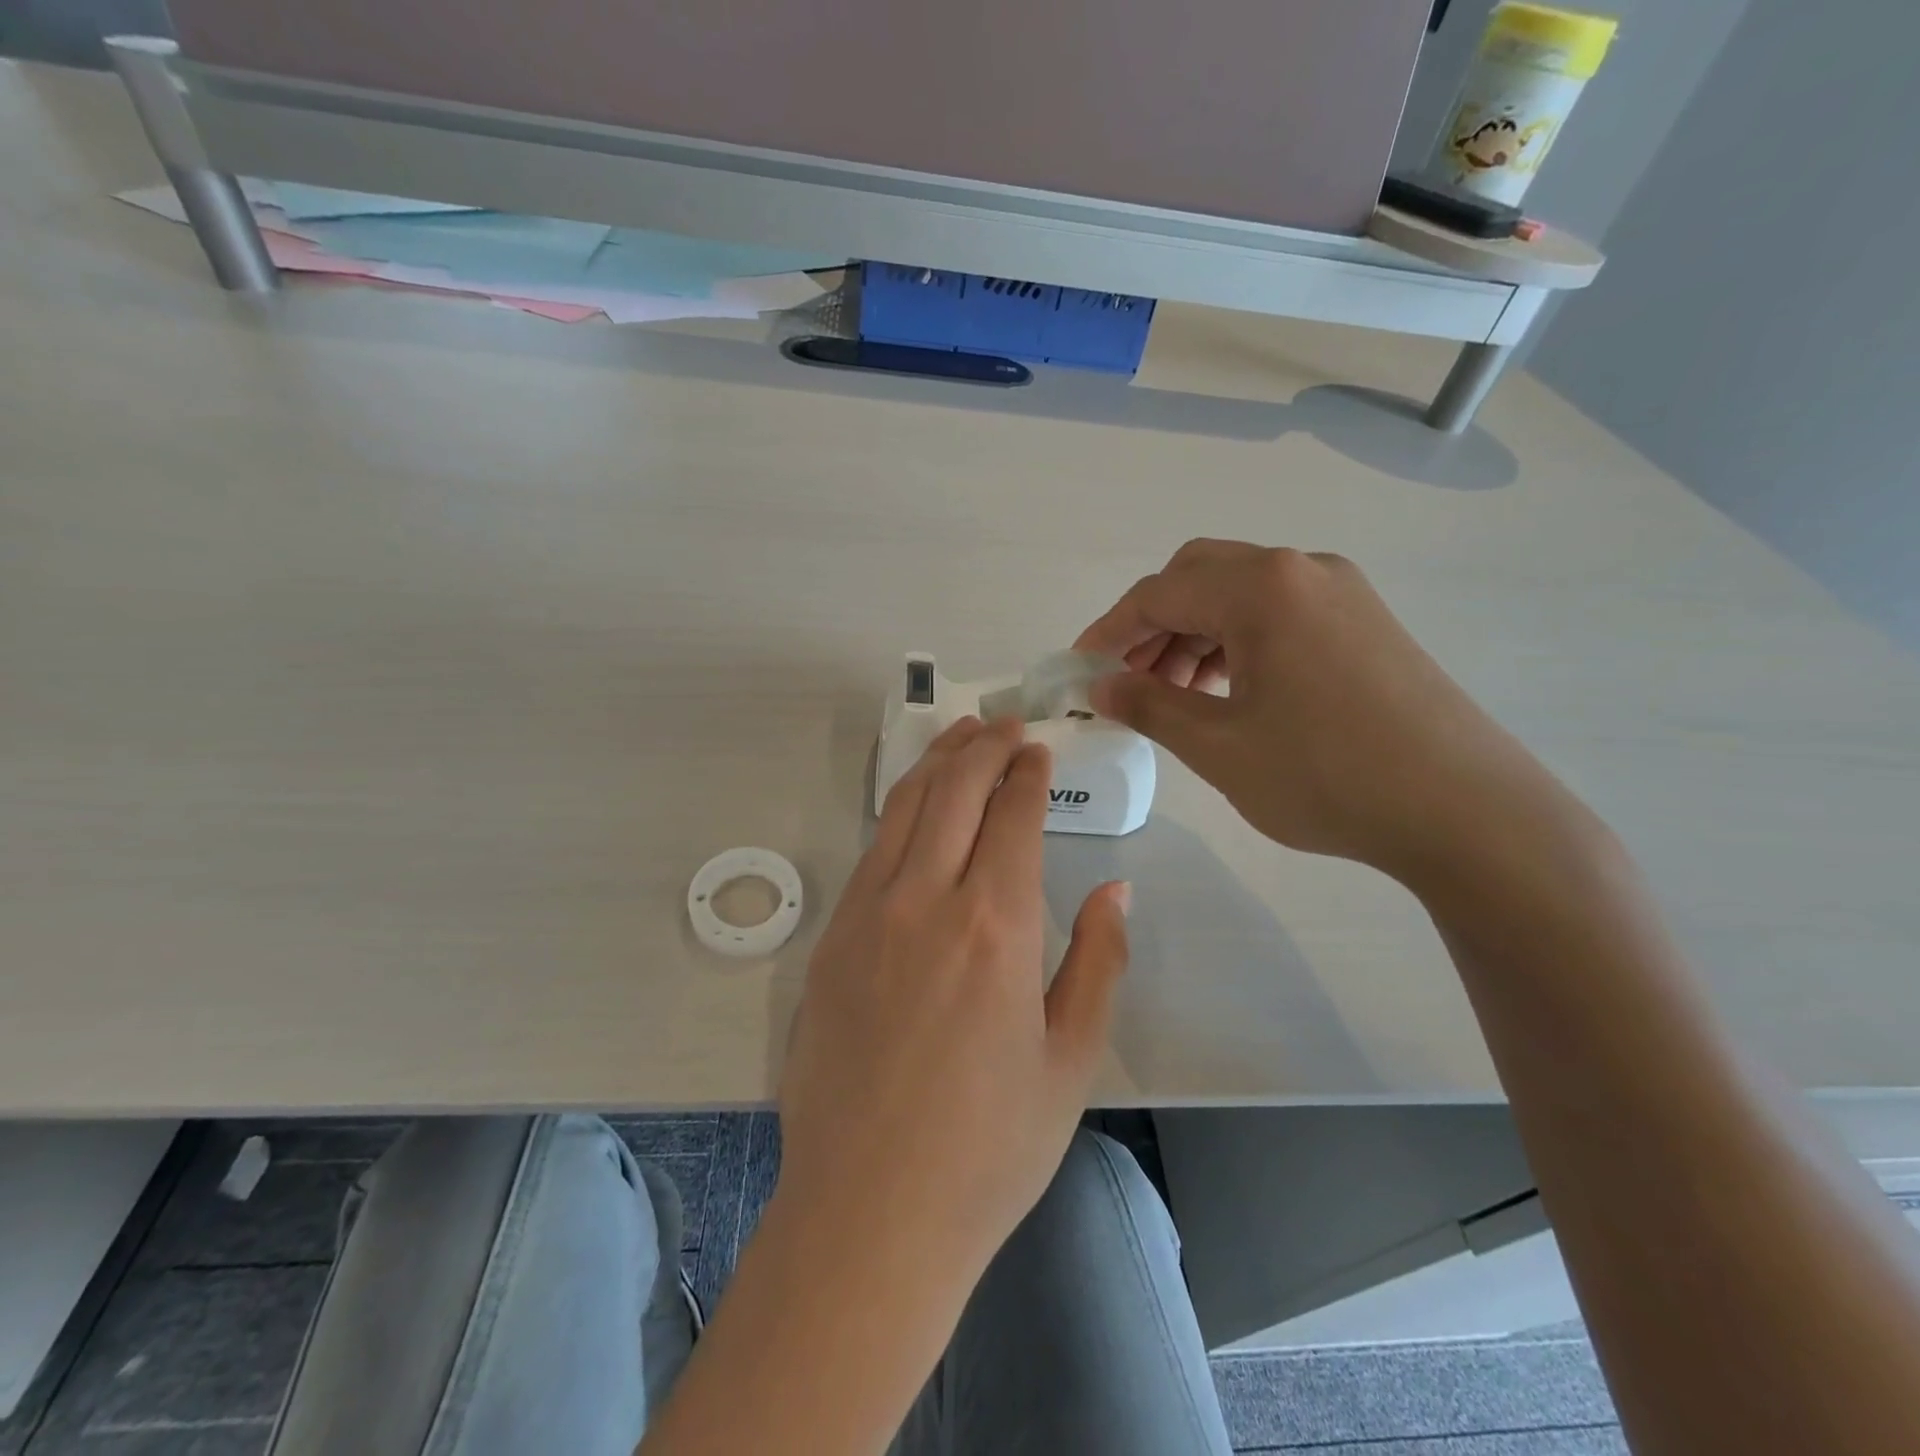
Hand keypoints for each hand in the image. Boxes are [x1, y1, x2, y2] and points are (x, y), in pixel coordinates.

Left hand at [777, 716, 1129, 1275]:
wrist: (871, 1213)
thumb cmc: (989, 1148)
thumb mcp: (1071, 1060)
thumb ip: (1097, 960)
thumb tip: (1114, 887)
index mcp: (995, 927)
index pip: (1013, 815)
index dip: (1028, 773)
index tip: (1038, 748)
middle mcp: (926, 902)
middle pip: (954, 792)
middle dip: (982, 746)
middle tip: (1003, 724)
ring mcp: (867, 916)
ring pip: (904, 810)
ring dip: (936, 764)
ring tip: (958, 737)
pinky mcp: (831, 940)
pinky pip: (872, 852)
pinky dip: (899, 811)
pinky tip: (915, 808)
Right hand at [1076, 540, 1571, 887]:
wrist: (1466, 810)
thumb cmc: (1327, 776)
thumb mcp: (1219, 746)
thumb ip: (1150, 705)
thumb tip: (1101, 686)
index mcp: (1261, 589)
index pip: (1158, 594)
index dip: (1109, 631)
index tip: (1080, 670)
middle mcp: (1301, 570)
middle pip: (1198, 576)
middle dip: (1152, 625)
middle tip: (1129, 680)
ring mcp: (1341, 592)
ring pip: (1240, 594)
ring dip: (1194, 633)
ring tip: (1175, 695)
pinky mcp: (1365, 621)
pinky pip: (1279, 613)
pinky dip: (1237, 641)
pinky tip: (1229, 690)